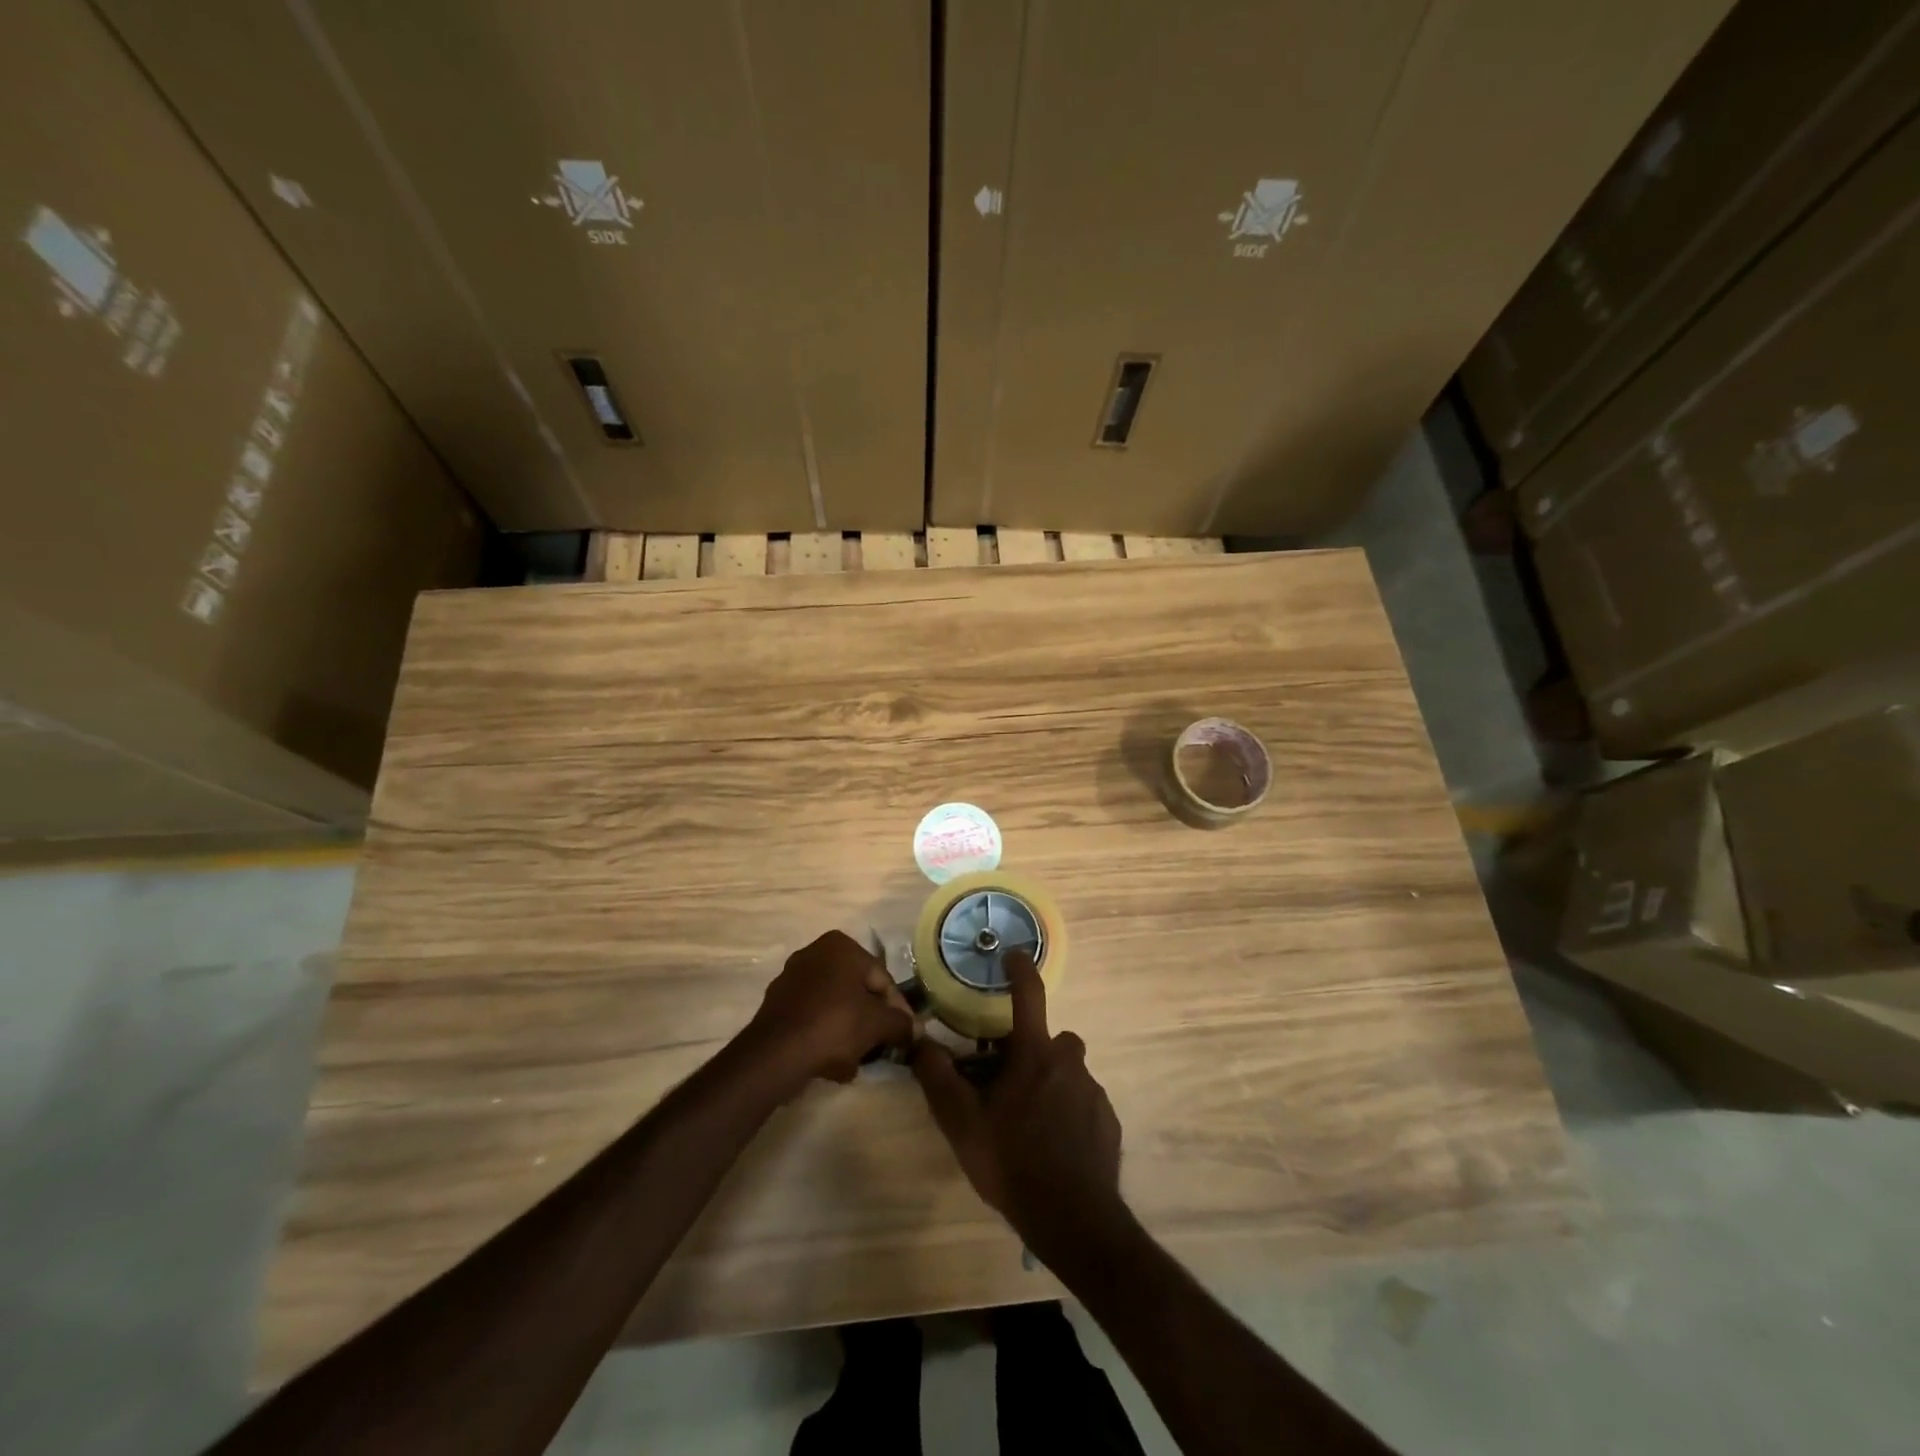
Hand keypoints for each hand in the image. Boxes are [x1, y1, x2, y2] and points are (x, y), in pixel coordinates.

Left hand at [744, 930, 914, 1089]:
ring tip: (855, 1061)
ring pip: (834, 1006)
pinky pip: (812, 1018)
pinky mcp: (776, 1004)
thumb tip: (916, 1030)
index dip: (896, 1008)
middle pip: (856, 991)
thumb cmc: (834, 1024)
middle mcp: (815, 953)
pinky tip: (831, 1063)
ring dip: (848, 1032)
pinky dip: (824, 1036)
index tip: (903, 1034)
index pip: (881, 978)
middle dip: (869, 1021)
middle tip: (879, 1047)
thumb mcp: (878, 1024)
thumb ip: (901, 1023)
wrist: (776, 1054)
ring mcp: (791, 978)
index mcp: (841, 946)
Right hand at [912, 951, 1125, 1263]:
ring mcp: (1093, 1092)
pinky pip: (1083, 1103)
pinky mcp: (1108, 1121)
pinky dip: (1069, 1113)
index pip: (1029, 995)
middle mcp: (1069, 1062)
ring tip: (1029, 1123)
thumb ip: (938, 1077)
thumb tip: (918, 1040)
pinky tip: (1054, 1147)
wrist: (1073, 1219)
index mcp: (1035, 1054)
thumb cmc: (1012, 1161)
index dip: (1021, 969)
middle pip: (1051, 1040)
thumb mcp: (962, 1122)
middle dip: (1032, 1051)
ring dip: (1051, 1084)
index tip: (1014, 955)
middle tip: (1009, 1084)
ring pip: (1068, 1073)